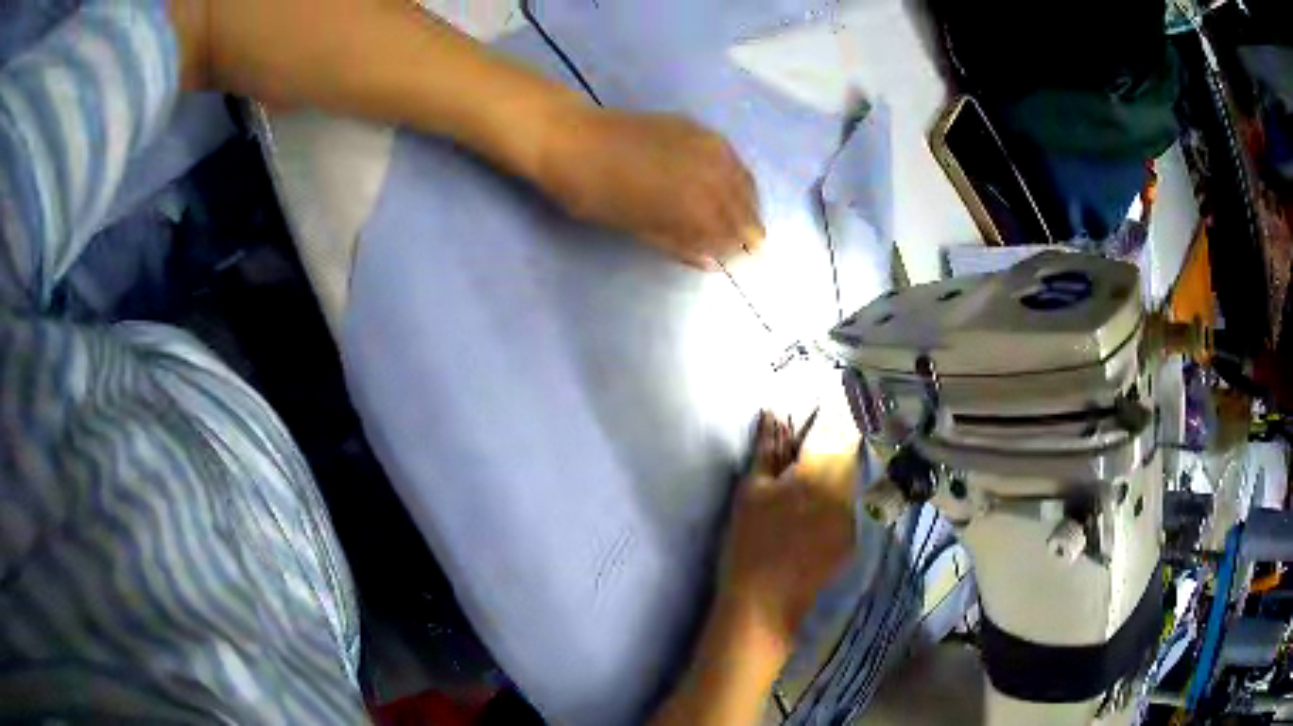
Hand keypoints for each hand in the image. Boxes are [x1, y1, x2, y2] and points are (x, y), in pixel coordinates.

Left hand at [535, 109, 764, 269]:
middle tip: (749, 246)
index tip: (734, 262)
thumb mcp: (635, 228)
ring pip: (745, 184)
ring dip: (747, 204)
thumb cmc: (594, 193)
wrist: (574, 138)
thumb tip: (709, 262)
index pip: (731, 238)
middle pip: (745, 211)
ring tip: (742, 219)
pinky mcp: (702, 130)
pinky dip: (736, 179)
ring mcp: (711, 148)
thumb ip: (678, 244)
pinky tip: (729, 188)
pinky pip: (732, 160)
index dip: (733, 253)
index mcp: (698, 207)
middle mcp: (715, 176)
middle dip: (747, 231)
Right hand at [718, 412, 856, 654]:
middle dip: (825, 444)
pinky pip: (845, 506)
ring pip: (847, 479)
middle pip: (846, 452)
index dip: (825, 413)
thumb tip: (773, 413)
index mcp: (823, 474)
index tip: (807, 410)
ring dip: (828, 472)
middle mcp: (848, 492)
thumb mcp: (751, 491)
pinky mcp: (850, 541)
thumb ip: (767, 449)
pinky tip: (806, 516)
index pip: (836, 427)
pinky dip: (830, 499)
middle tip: (794, 453)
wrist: (764, 604)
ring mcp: (853, 519)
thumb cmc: (750, 542)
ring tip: (797, 485)